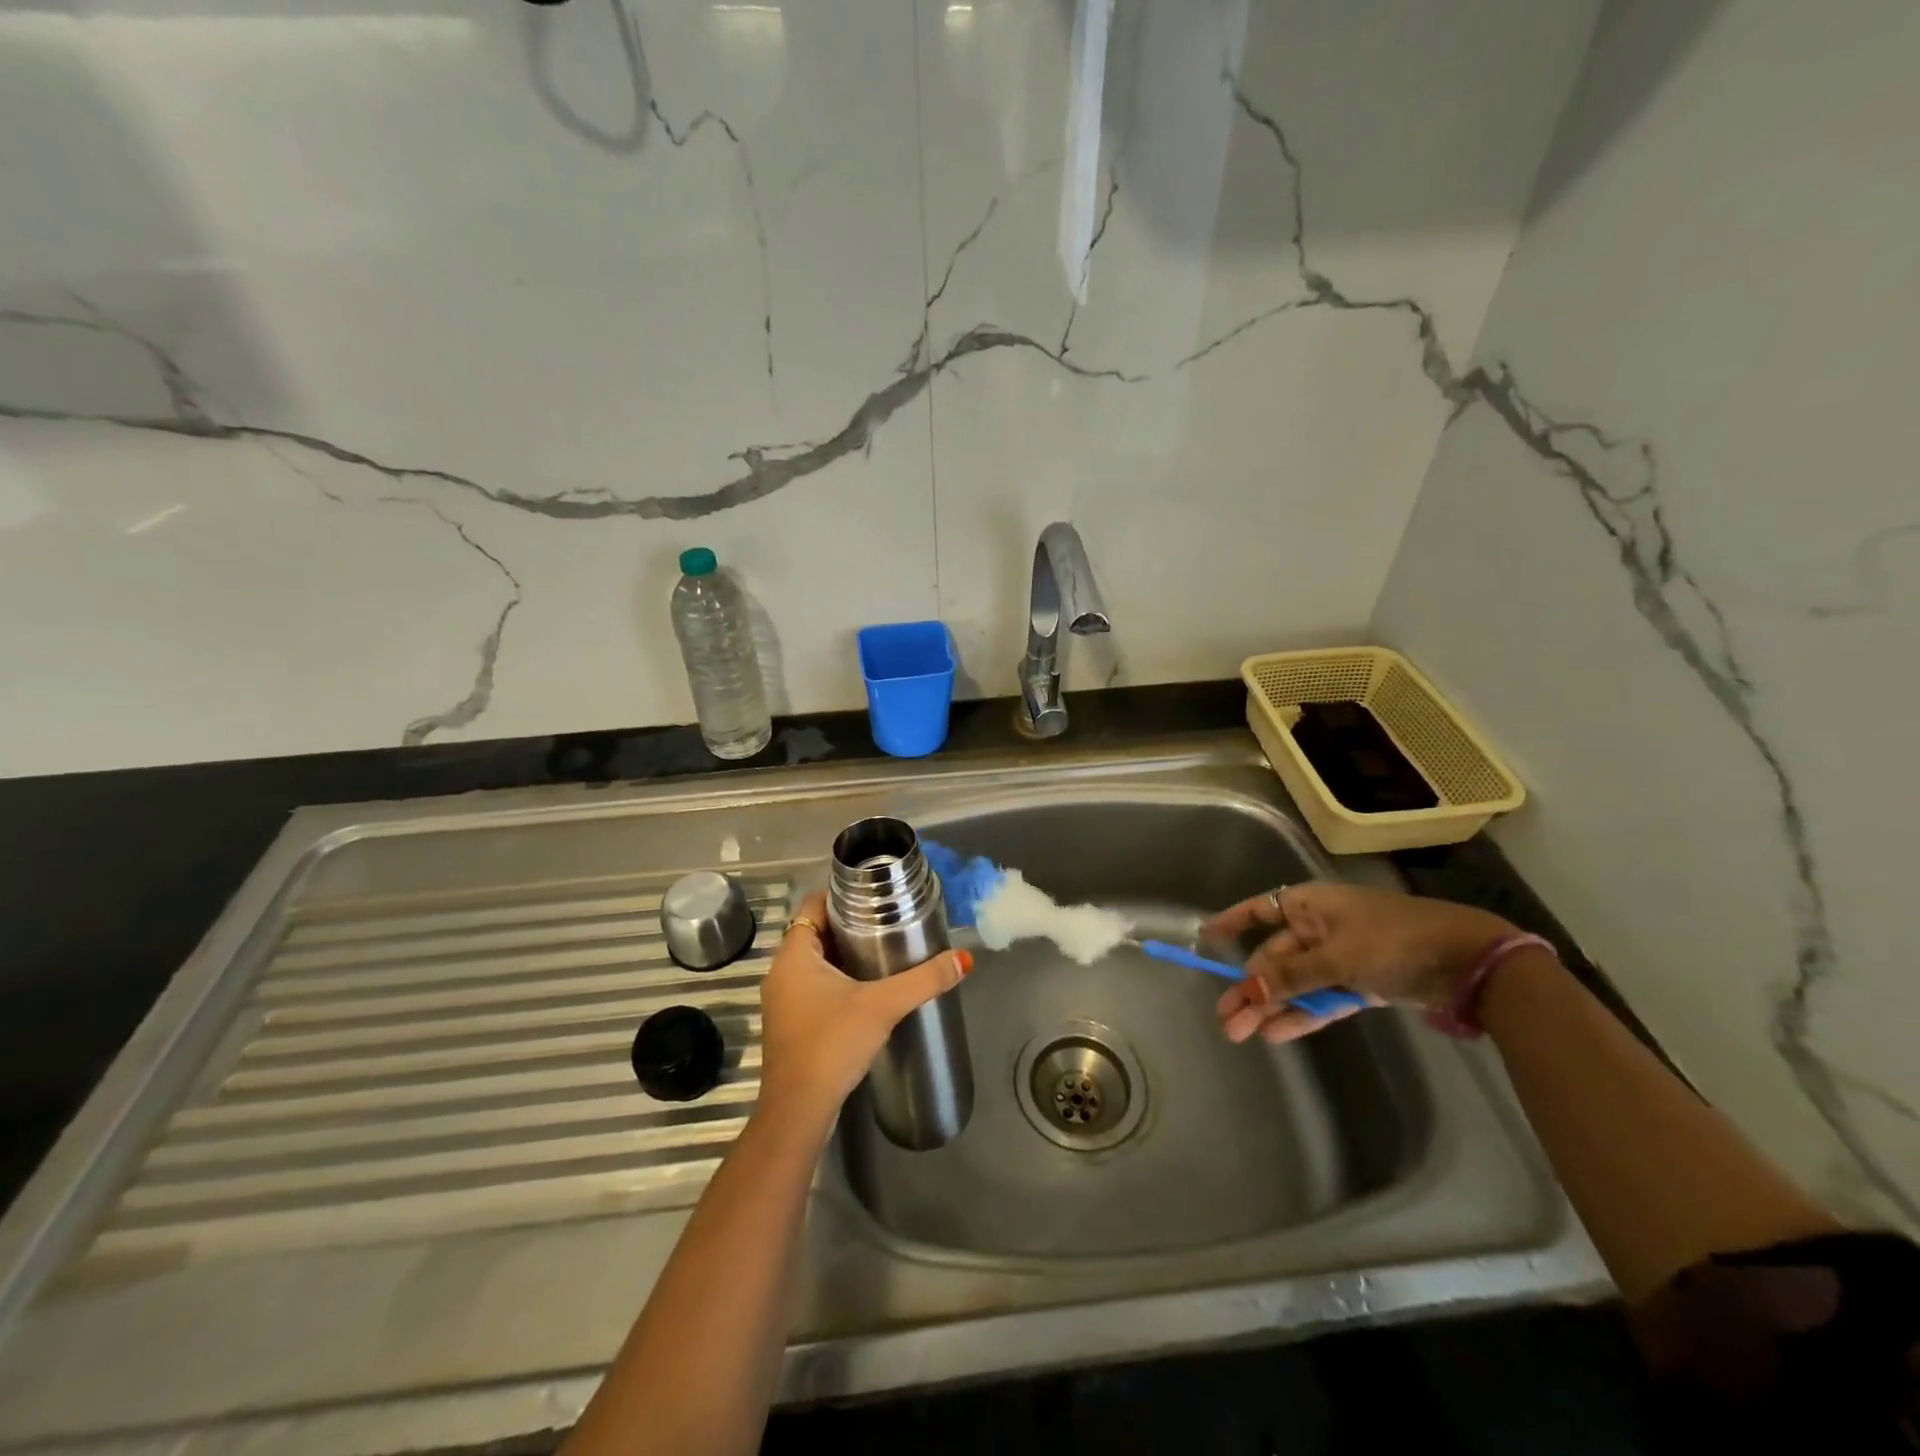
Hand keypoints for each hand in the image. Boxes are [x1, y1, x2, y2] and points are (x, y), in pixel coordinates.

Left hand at [756, 892, 972, 1131]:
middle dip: (848, 925)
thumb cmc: (832, 1044)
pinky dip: (834, 979)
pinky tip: (864, 989)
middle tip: (887, 921)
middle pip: (815, 931)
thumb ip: (924, 980)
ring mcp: (782, 1000)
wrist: (798, 1111)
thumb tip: (964, 959)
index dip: (841, 895)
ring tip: (882, 950)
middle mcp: (780, 972)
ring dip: (842, 954)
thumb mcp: (883, 1005)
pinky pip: (811, 985)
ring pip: (813, 961)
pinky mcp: (789, 1024)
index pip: (813, 905)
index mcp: (793, 955)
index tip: (875, 895)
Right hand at [1203, 882, 1518, 1045]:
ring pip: (1296, 983)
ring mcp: (1340, 957)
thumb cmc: (1393, 941)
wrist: (1467, 961)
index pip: (1259, 910)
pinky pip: (1321, 999)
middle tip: (1226, 1019)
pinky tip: (1276, 1034)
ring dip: (1271, 1007)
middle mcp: (1319, 928)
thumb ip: (1293, 976)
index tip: (1205, 938)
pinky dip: (1302, 1014)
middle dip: (1250, 987)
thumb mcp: (1338, 957)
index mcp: (1309, 905)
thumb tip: (1249, 987)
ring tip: (1241, 1033)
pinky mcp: (1360, 983)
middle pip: (1274, 957)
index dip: (1232, 922)